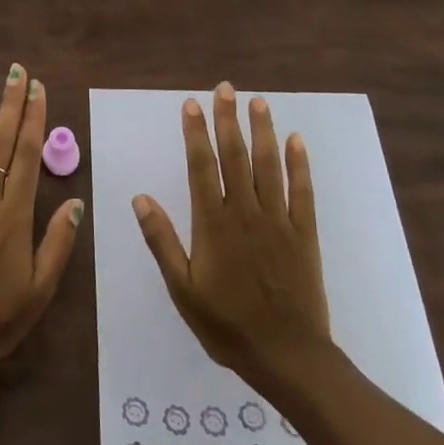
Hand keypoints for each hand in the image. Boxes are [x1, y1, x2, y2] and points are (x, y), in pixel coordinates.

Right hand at [131, 83, 330, 385]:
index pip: (202, 166)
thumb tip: (140, 197)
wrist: (287, 356)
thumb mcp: (181, 288)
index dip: (196, 133)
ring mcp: (278, 221)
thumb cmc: (226, 324)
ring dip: (263, 131)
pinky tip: (296, 141)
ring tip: (258, 101)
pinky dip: (299, 164)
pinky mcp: (304, 233)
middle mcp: (245, 212)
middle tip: (225, 88)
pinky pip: (302, 191)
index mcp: (213, 224)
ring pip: (269, 165)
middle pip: (235, 156)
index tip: (192, 105)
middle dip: (228, 119)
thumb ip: (161, 240)